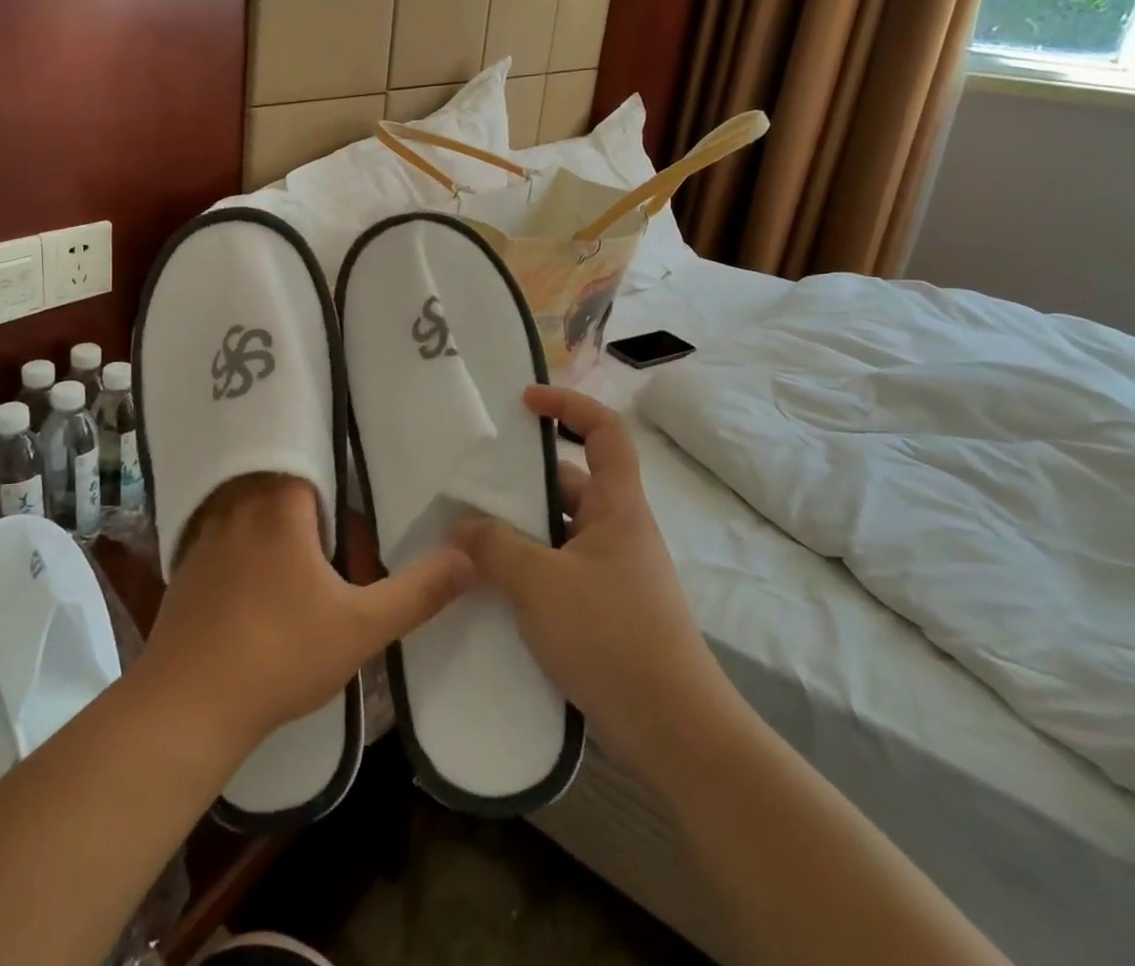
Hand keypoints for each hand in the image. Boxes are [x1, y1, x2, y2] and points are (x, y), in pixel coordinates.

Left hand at [138, 474, 472, 756]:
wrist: (187, 707)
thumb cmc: (280, 655)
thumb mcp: (361, 627)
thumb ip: (417, 592)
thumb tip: (467, 558)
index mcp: (279, 505)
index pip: (308, 464)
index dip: (332, 476)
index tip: (352, 490)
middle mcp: (236, 507)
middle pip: (277, 485)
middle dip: (306, 502)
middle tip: (334, 526)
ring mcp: (203, 537)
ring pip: (245, 511)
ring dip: (270, 524)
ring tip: (297, 551)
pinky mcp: (183, 569)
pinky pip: (219, 540)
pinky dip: (239, 549)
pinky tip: (253, 584)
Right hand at [452, 386, 741, 778]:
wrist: (675, 732)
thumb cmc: (612, 636)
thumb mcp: (541, 583)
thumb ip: (494, 547)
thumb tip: (459, 525)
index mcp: (617, 506)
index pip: (604, 431)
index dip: (568, 404)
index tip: (525, 401)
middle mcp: (617, 530)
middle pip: (569, 482)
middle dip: (521, 481)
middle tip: (470, 483)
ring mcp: (611, 572)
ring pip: (558, 531)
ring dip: (517, 530)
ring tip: (466, 535)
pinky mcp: (603, 610)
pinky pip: (557, 569)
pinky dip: (525, 568)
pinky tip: (488, 586)